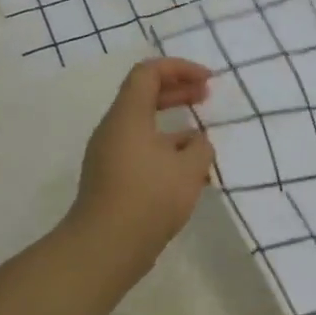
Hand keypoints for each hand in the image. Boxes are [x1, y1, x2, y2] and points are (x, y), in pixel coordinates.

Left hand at [70, 58, 214, 277]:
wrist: (106, 246)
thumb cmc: (149, 197)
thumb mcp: (189, 169)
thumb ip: (200, 147)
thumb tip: (196, 143)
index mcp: (128, 116)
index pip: (149, 73)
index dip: (180, 69)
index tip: (208, 80)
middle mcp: (114, 130)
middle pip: (144, 97)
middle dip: (178, 93)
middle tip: (206, 97)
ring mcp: (110, 157)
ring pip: (145, 129)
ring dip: (175, 128)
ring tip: (204, 144)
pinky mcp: (113, 181)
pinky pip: (142, 154)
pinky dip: (166, 153)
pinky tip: (189, 175)